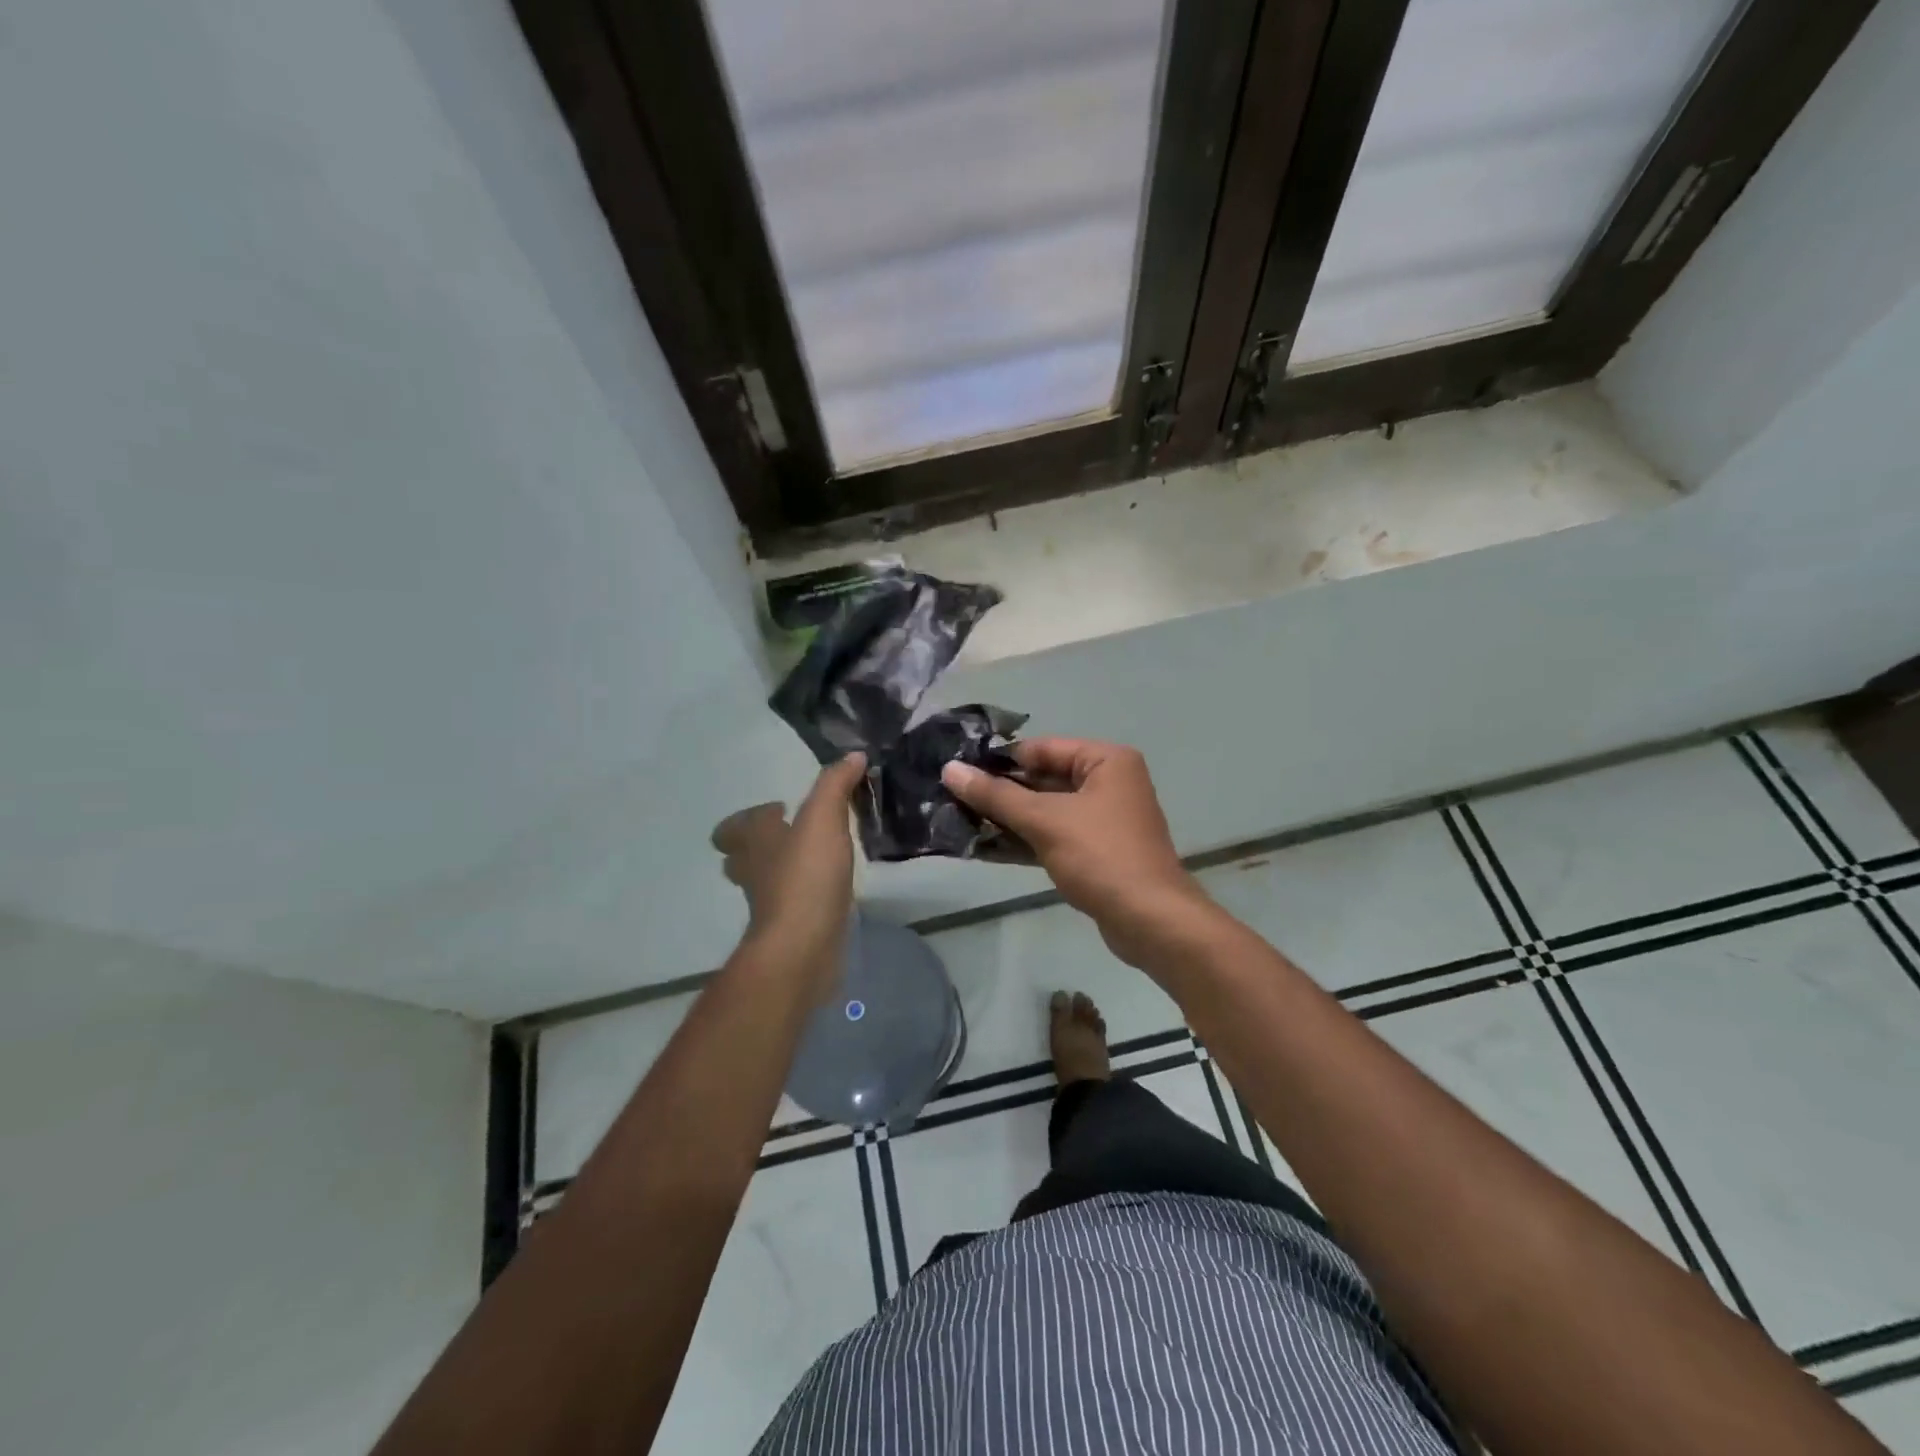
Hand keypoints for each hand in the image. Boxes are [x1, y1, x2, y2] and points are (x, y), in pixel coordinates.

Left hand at [710, 753, 865, 998]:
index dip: (753, 816)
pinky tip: (830, 888)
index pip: (736, 826)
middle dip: (760, 844)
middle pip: (741, 855)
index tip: (782, 808)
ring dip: (782, 869)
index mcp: (755, 840)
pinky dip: (804, 893)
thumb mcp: (824, 819)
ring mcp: (769, 903)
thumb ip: (836, 785)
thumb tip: (853, 756)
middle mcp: (754, 870)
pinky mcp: (789, 927)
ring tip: (816, 858)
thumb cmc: (806, 876)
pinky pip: (791, 903)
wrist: (802, 946)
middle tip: (792, 834)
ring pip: (765, 880)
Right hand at [942, 739, 1206, 963]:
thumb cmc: (1101, 856)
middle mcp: (1109, 782)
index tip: (959, 772)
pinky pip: (1055, 835)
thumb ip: (996, 795)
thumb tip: (950, 770)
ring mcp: (1105, 819)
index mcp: (1106, 761)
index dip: (1000, 760)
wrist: (1150, 920)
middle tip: (954, 799)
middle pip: (1044, 779)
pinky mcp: (1098, 851)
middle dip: (1001, 792)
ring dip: (1009, 819)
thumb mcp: (1044, 820)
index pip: (1042, 749)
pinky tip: (986, 848)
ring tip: (961, 822)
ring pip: (1047, 810)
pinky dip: (1026, 840)